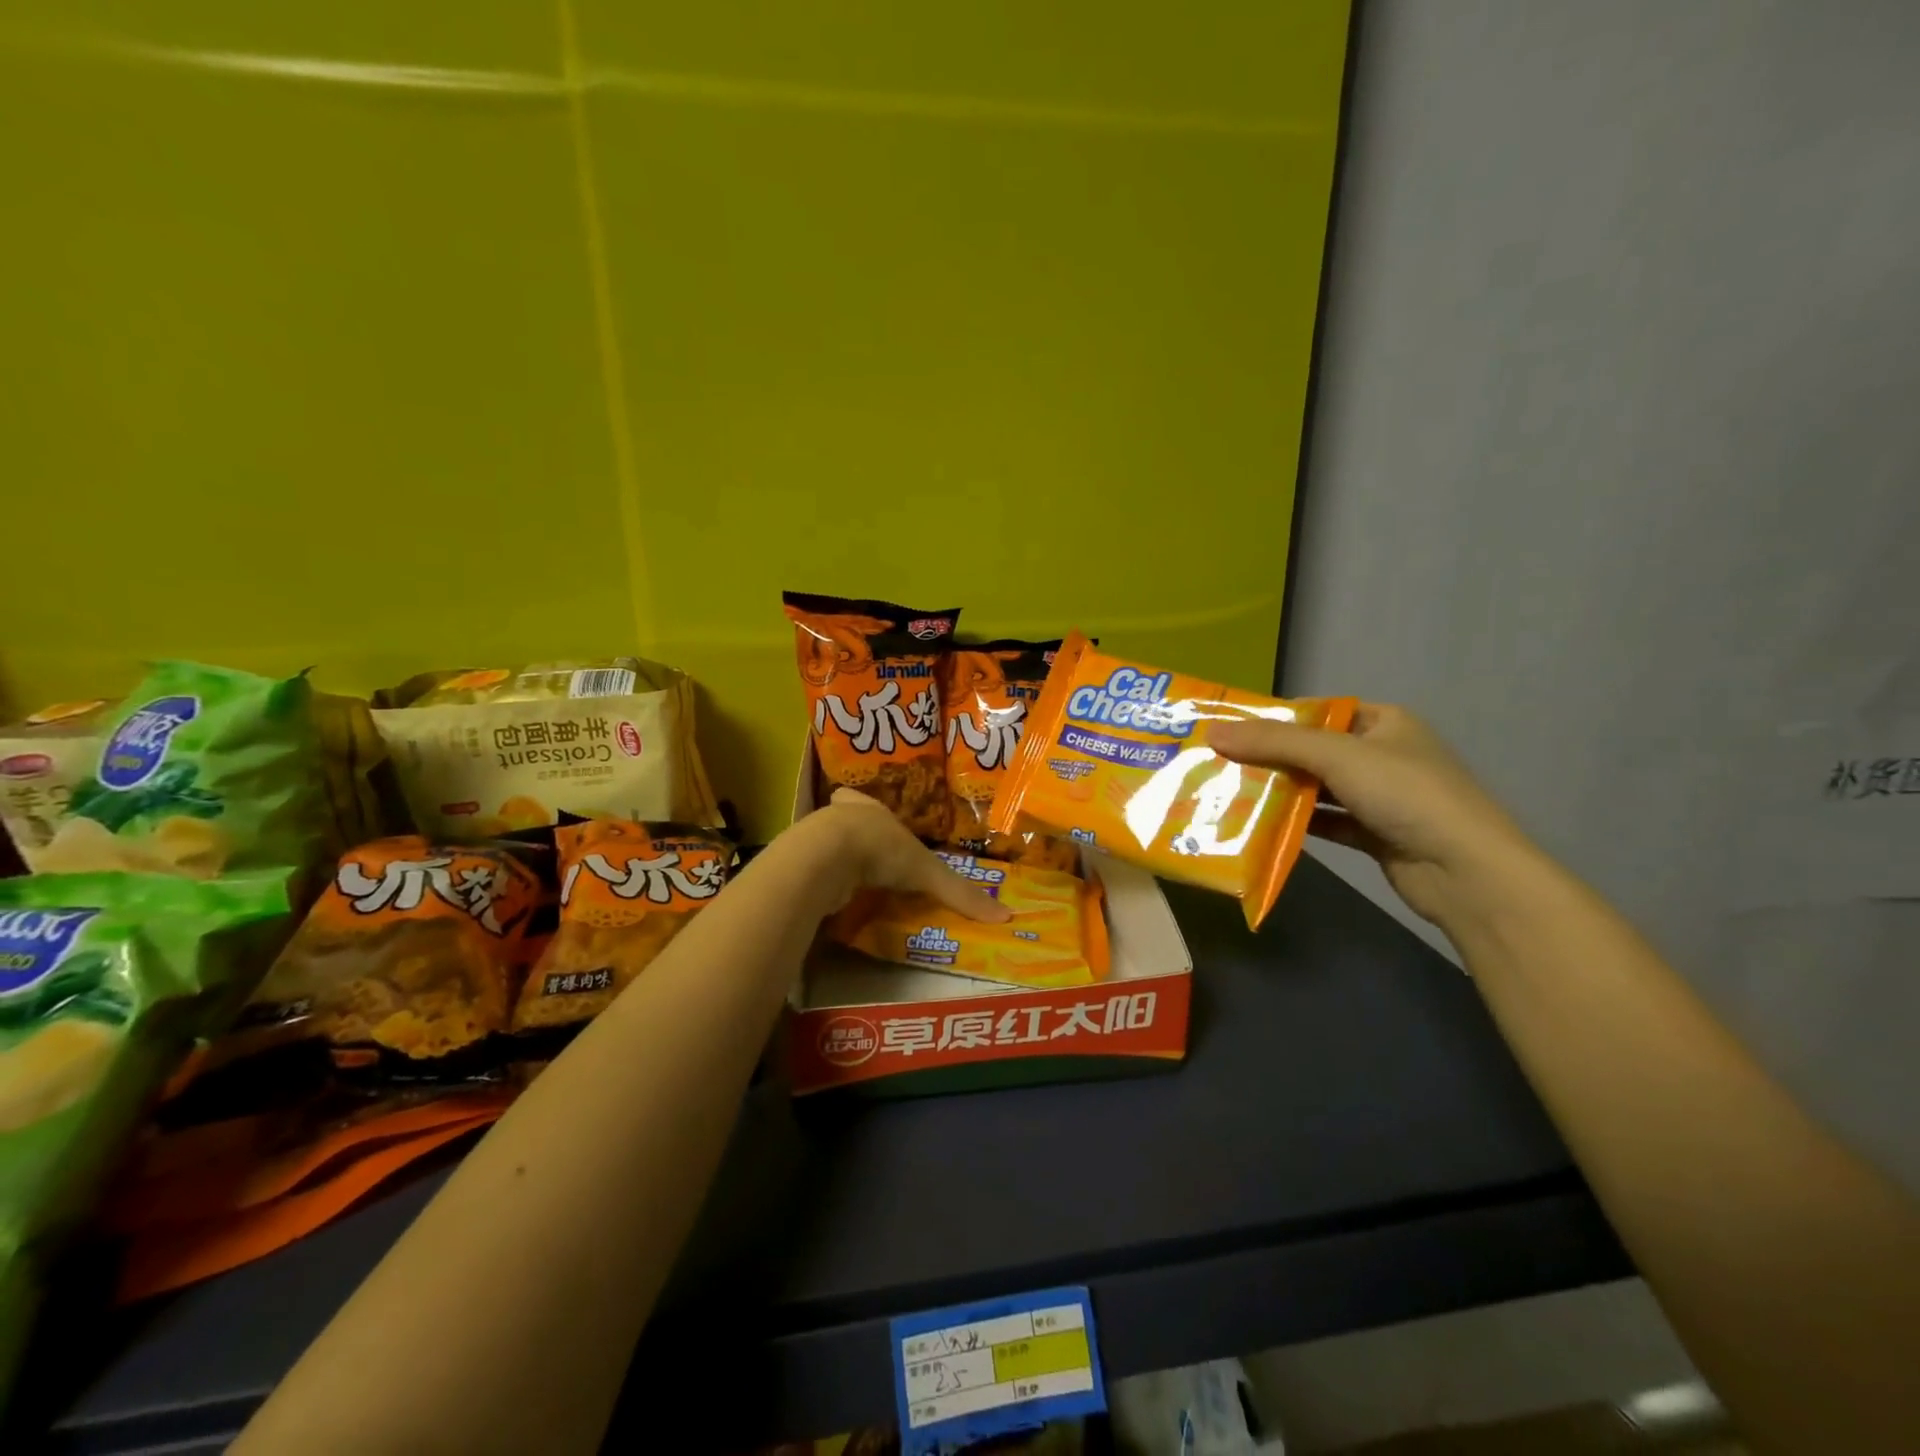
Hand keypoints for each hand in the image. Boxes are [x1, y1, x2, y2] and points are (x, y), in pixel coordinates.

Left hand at [777, 790, 1011, 923]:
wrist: (827, 857)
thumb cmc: (881, 849)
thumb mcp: (928, 872)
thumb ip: (959, 894)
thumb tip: (1005, 916)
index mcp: (869, 809)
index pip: (864, 800)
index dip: (868, 809)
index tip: (872, 819)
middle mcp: (839, 819)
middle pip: (842, 820)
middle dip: (851, 834)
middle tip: (862, 854)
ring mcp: (814, 841)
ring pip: (823, 846)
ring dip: (833, 860)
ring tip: (847, 880)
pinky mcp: (800, 866)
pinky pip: (812, 874)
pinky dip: (820, 885)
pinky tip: (828, 899)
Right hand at [1208, 704, 1542, 930]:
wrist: (1466, 872)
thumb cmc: (1406, 795)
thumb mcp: (1337, 756)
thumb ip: (1275, 742)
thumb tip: (1214, 732)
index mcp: (1383, 722)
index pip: (1319, 710)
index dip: (1274, 717)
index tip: (1228, 728)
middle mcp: (1382, 755)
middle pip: (1313, 750)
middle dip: (1269, 758)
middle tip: (1218, 763)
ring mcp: (1380, 797)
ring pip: (1317, 788)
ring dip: (1279, 792)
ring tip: (1228, 794)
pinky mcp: (1374, 834)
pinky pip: (1326, 821)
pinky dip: (1296, 823)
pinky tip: (1260, 827)